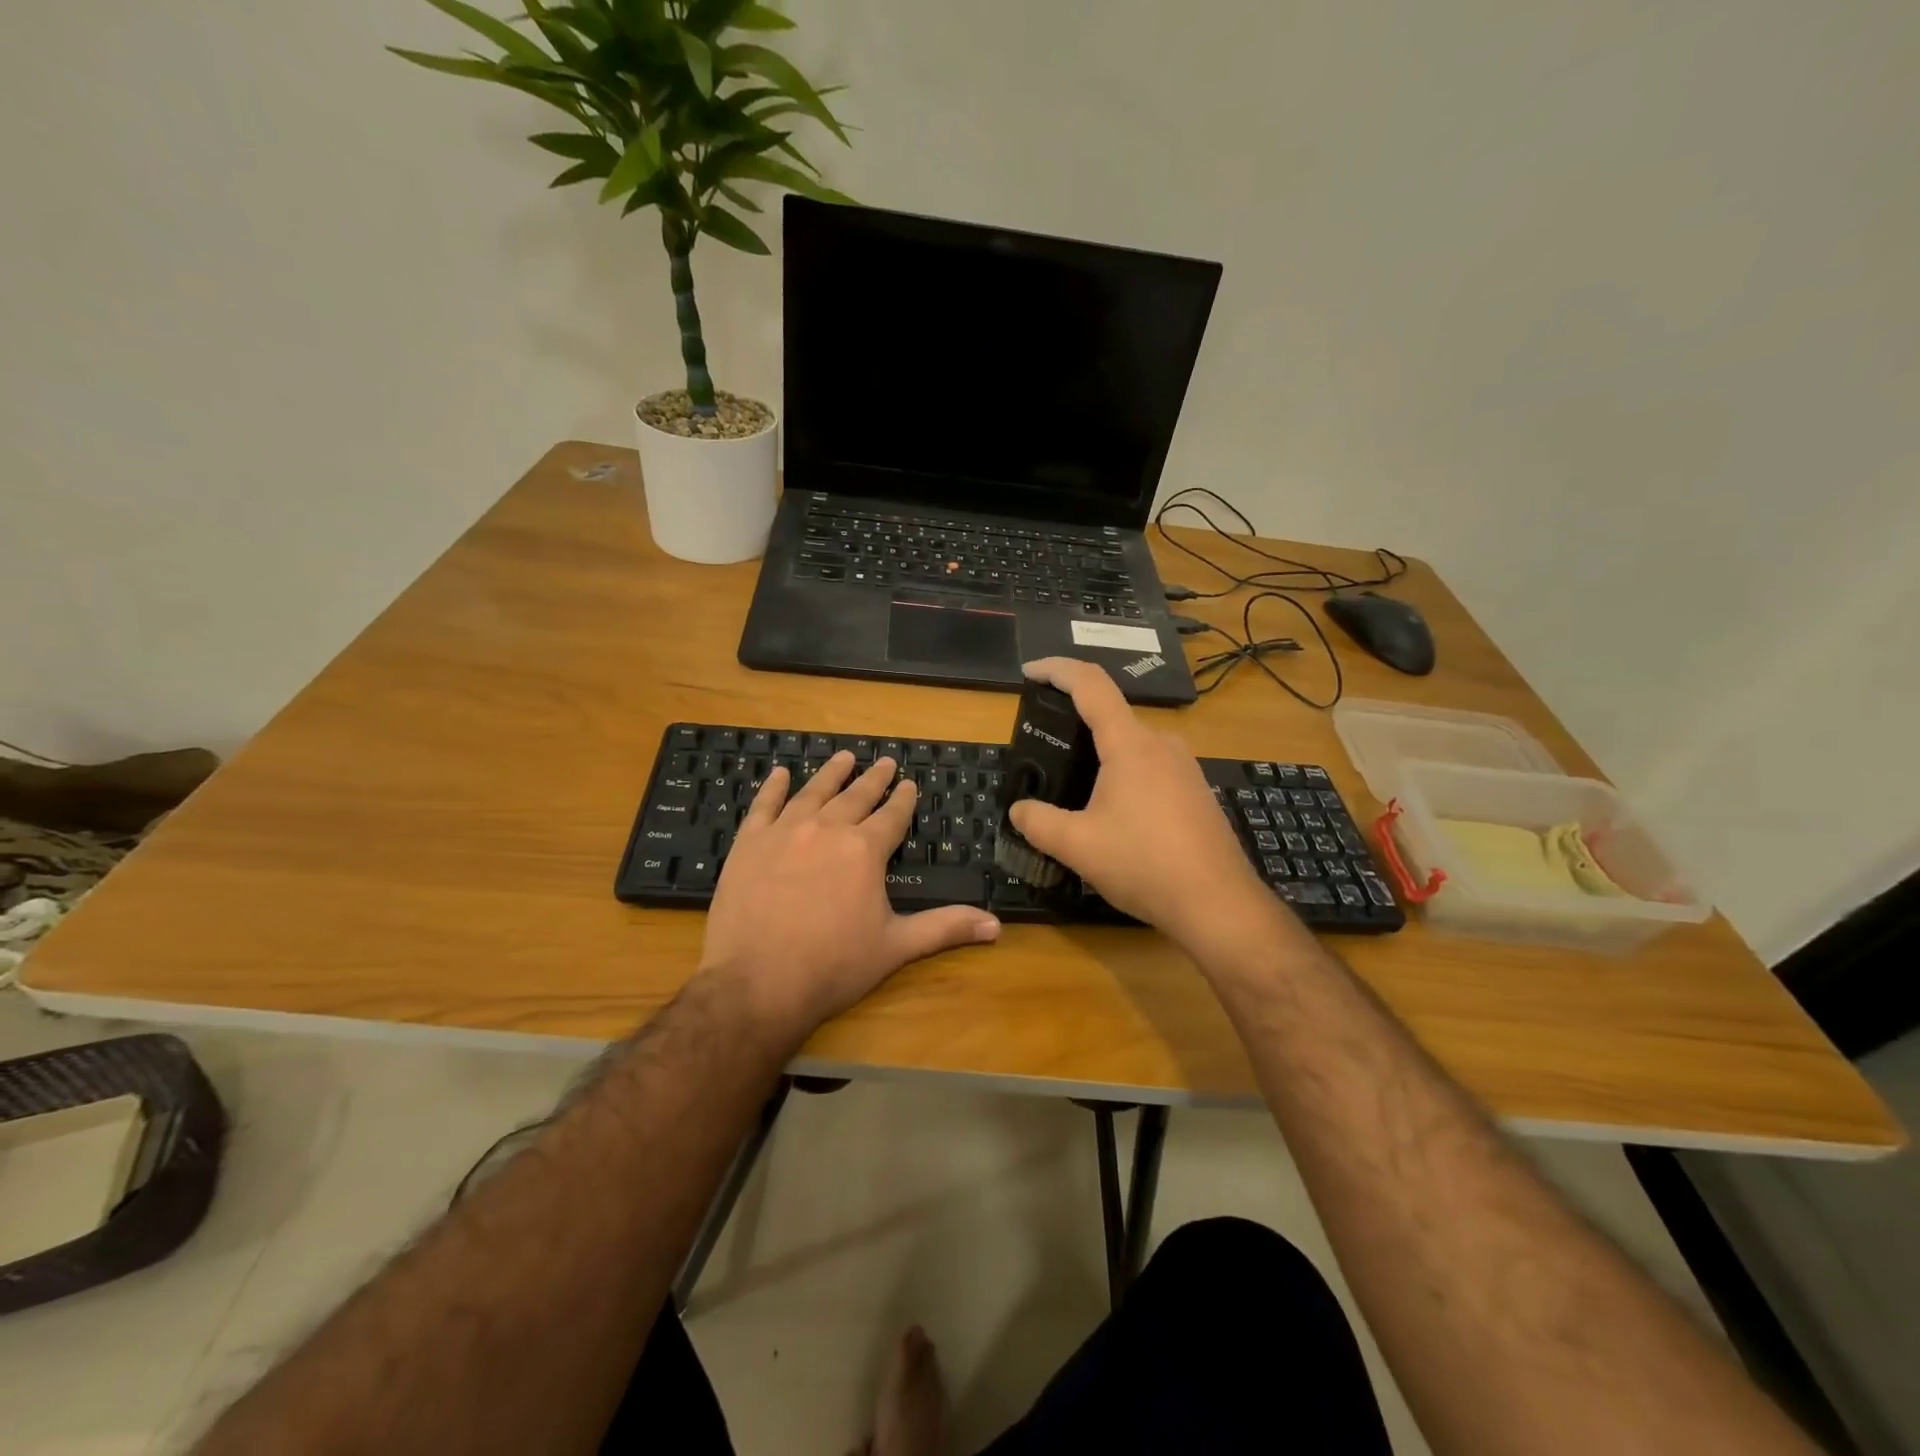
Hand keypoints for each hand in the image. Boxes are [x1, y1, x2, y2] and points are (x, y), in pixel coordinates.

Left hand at [699, 751, 1000, 1036]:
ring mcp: (785, 832)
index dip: (903, 799)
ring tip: (844, 757)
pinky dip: (774, 787)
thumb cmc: (833, 966)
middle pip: (856, 796)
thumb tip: (996, 925)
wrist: (757, 983)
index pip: (891, 815)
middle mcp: (827, 829)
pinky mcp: (749, 844)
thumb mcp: (895, 947)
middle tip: (885, 762)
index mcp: (864, 850)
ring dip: (832, 774)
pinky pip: (764, 805)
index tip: (909, 783)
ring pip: (814, 792)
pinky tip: (780, 774)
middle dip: (873, 779)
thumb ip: (944, 928)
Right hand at [1007, 658, 1278, 952]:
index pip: (1090, 684)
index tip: (1029, 672)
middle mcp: (1162, 744)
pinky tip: (1114, 813)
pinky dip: (1124, 775)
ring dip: (1101, 755)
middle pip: (1111, 715)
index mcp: (1130, 744)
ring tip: (1075, 787)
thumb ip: (1038, 822)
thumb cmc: (1144, 864)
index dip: (1056, 669)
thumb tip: (1019, 810)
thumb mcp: (1077, 846)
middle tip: (1045, 750)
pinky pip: (1152, 768)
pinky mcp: (1196, 792)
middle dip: (1075, 723)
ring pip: (1133, 745)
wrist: (1218, 904)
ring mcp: (1185, 768)